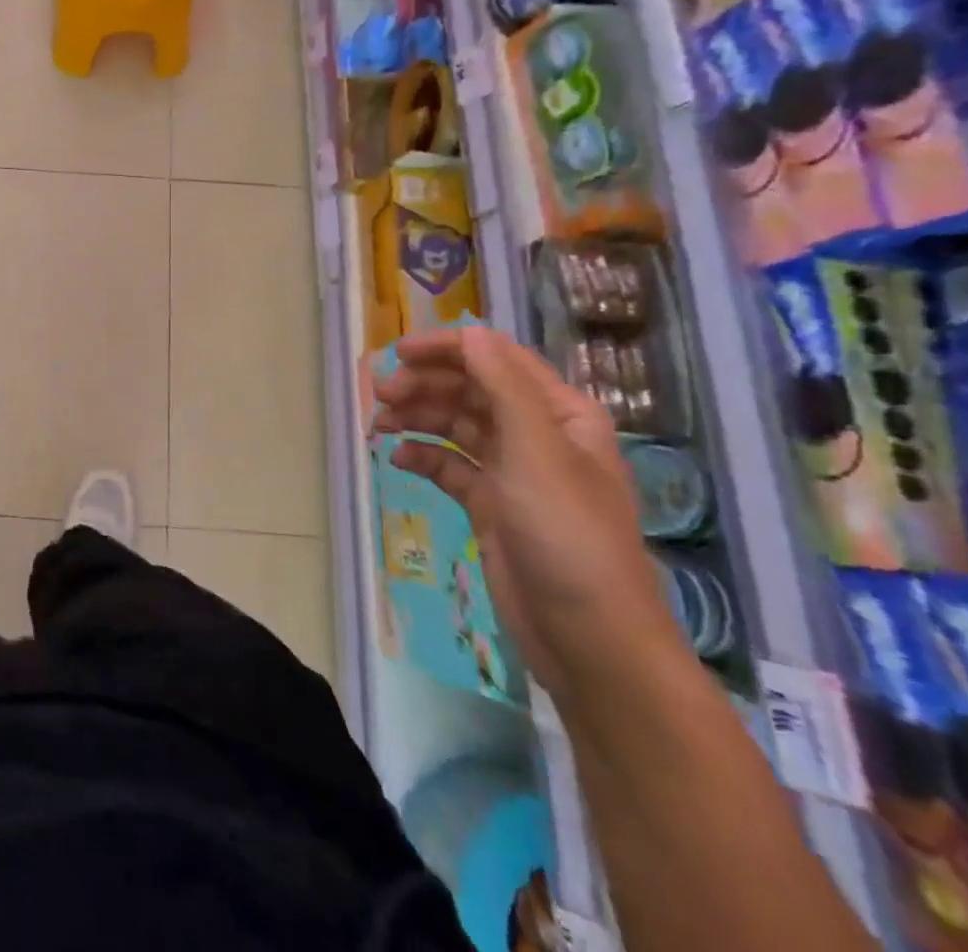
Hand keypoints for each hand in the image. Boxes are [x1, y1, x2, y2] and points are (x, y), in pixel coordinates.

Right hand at [371, 326, 683, 700]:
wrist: (588, 637)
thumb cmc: (567, 534)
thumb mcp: (535, 451)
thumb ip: (502, 385)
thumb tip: (471, 331)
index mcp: (559, 414)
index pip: (498, 359)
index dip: (449, 349)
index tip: (398, 354)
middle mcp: (536, 434)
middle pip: (472, 389)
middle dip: (426, 385)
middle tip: (381, 395)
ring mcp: (513, 472)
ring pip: (456, 425)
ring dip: (418, 418)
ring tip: (379, 425)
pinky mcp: (492, 505)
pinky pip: (450, 465)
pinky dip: (423, 456)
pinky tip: (398, 459)